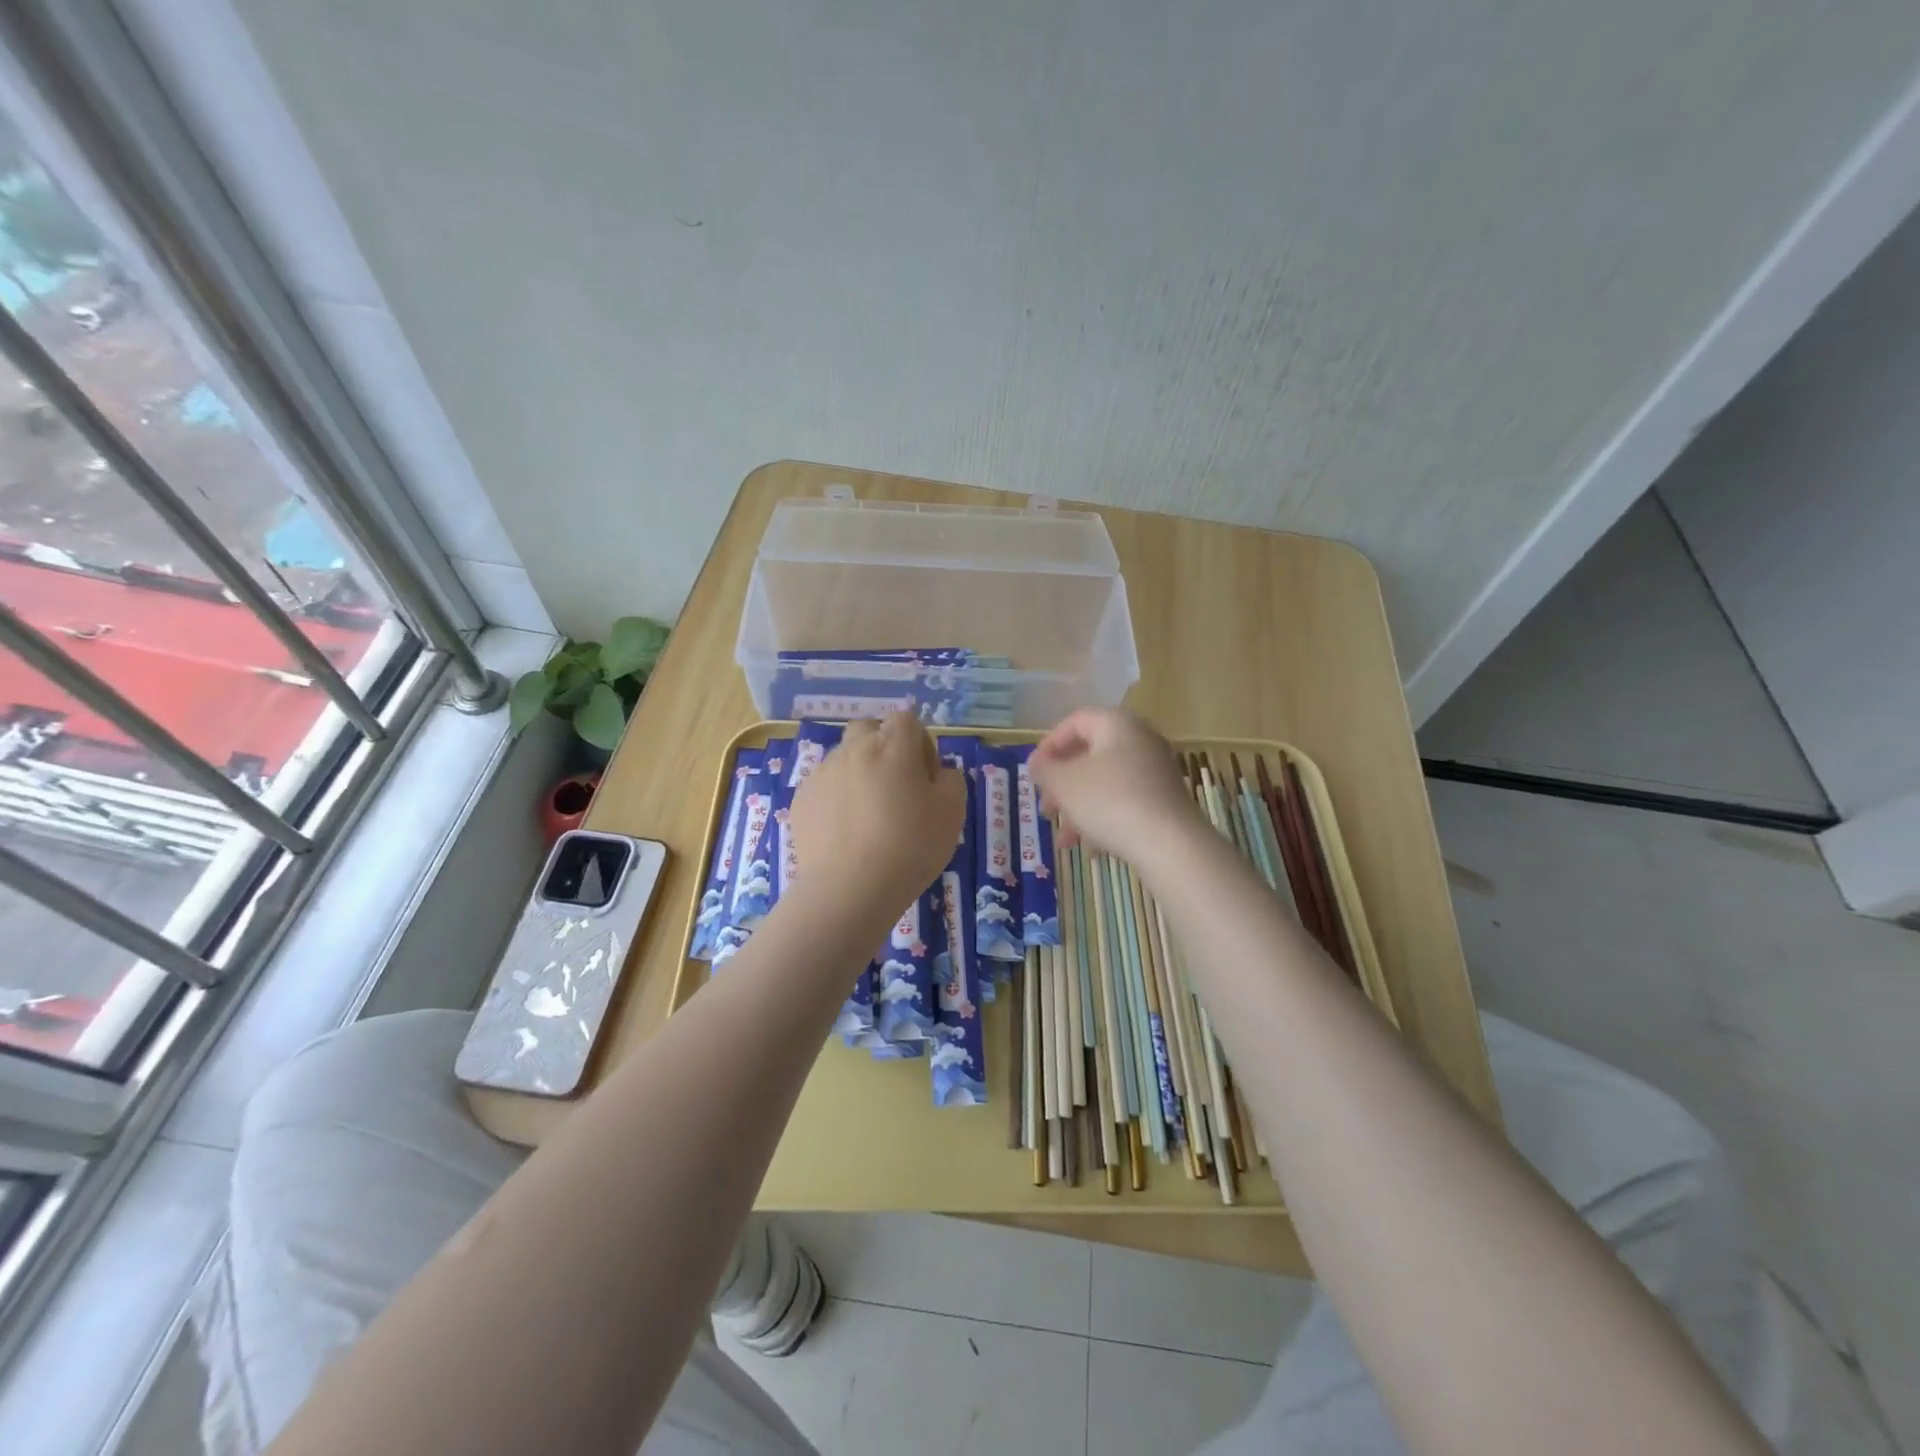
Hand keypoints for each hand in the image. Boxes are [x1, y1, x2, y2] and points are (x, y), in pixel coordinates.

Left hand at [788, 714, 965, 927]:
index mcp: (892, 747)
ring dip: (859, 772)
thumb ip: (950, 780)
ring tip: (868, 814)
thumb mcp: (953, 813)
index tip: (925, 777)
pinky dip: (837, 797)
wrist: (849, 890)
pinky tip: (845, 831)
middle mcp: (854, 750)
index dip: (919, 742)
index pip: (906, 720)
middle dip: (884, 747)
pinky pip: (824, 786)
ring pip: (844, 757)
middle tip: (896, 787)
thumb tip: (937, 772)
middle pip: (869, 729)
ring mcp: (823, 773)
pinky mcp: (801, 799)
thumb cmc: (909, 847)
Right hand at [1029, 707, 1200, 861]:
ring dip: (1079, 808)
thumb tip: (1037, 762)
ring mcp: (1156, 771)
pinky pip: (1125, 801)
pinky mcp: (1165, 799)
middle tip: (1046, 808)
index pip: (1075, 721)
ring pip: (1105, 783)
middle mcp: (1140, 740)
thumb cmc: (1109, 801)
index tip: (1034, 772)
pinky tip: (1091, 848)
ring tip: (1065, 840)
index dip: (1049, 745)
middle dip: (1063, 784)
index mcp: (1117, 724)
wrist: (1170, 843)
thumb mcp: (1064, 784)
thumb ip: (1044, 769)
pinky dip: (1104, 818)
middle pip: (1090, 755)